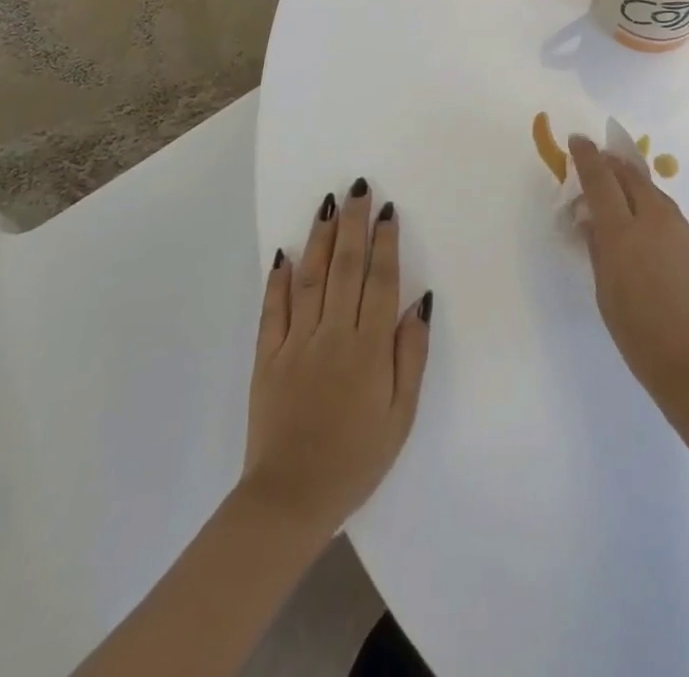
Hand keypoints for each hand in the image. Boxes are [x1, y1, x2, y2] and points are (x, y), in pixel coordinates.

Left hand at [240, 181, 431, 540]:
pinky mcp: (267, 358)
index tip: (386, 209)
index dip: (385, 242)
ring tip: (328, 204)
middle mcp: (333, 335)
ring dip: (320, 238)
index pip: (380, 281)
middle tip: (357, 187)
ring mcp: (296, 344)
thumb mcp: (401, 415)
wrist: (289, 501)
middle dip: (353, 224)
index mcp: (368, 348)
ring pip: (309, 279)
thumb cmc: (356, 459)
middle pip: (345, 268)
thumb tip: (421, 302)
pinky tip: (284, 253)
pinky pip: (273, 310)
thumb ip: (411, 355)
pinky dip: (278, 280)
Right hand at [569, 137, 688, 415]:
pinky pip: (672, 218)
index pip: (601, 181)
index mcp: (623, 233)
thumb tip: (590, 221)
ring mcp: (683, 231)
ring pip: (654, 195)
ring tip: (622, 194)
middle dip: (613, 164)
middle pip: (632, 177)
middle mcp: (655, 221)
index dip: (588, 158)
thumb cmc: (641, 336)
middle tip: (600, 161)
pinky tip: (650, 234)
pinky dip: (654, 213)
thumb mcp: (606, 294)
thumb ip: (598, 250)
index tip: (579, 140)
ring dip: (635, 187)